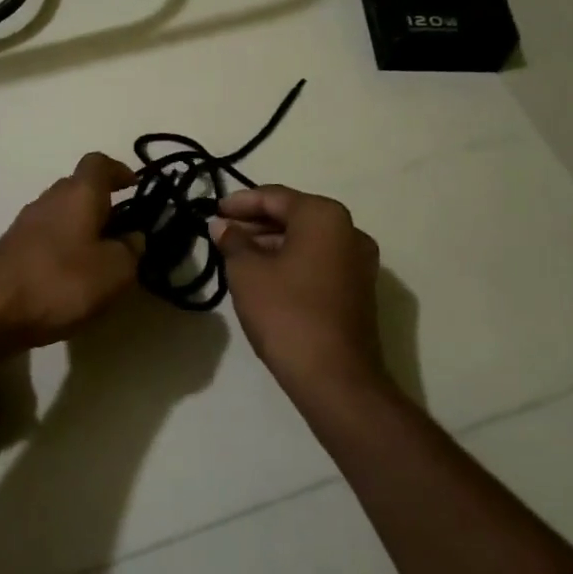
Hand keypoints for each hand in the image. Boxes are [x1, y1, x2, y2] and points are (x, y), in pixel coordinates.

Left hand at [0, 153, 141, 349]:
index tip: (134, 186)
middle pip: (78, 188)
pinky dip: (62, 248)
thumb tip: (133, 238)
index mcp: (78, 194)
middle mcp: (49, 199)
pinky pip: (45, 238)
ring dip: (81, 228)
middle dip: (101, 204)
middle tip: (122, 231)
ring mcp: (25, 223)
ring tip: (99, 259)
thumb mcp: (114, 271)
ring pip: (60, 214)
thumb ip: (131, 251)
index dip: (118, 170)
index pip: (98, 163)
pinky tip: (70, 276)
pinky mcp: (11, 248)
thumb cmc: (60, 281)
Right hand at [211, 186, 387, 391]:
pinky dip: (291, 260)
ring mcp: (359, 262)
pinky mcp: (358, 289)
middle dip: (256, 222)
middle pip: (294, 215)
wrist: (334, 376)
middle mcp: (349, 231)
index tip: (213, 211)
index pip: (275, 197)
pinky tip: (263, 274)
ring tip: (237, 254)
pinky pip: (319, 260)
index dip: (240, 202)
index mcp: (324, 217)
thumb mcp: (247, 272)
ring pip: (307, 240)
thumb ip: (233, 241)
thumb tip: (222, 226)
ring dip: (272, 242)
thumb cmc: (286, 313)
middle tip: (222, 232)